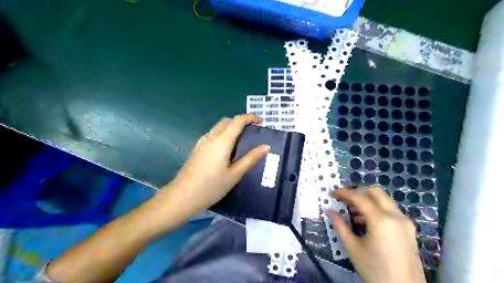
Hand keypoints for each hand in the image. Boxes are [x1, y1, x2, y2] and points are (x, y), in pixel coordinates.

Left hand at [164, 114, 269, 213]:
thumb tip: (266, 146)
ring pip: (219, 126)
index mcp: (222, 141)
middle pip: (227, 121)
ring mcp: (202, 142)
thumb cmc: (211, 186)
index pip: (238, 120)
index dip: (250, 117)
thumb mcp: (235, 174)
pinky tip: (226, 148)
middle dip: (241, 121)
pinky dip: (223, 133)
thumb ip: (251, 158)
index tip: (261, 122)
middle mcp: (211, 137)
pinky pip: (213, 133)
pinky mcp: (197, 148)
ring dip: (232, 126)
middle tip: (253, 131)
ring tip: (242, 139)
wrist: (182, 196)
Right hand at [330, 186, 426, 282]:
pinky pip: (390, 209)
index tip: (333, 193)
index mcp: (381, 221)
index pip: (359, 197)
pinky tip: (365, 220)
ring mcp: (405, 221)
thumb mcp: (353, 248)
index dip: (344, 193)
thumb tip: (329, 211)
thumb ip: (340, 226)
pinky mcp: (408, 228)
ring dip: (367, 199)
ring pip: (384, 199)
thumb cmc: (375, 271)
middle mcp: (396, 216)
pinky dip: (376, 208)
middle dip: (357, 191)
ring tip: (352, 211)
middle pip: (375, 191)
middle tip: (344, 199)